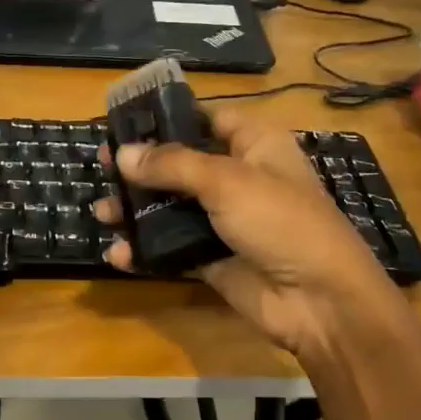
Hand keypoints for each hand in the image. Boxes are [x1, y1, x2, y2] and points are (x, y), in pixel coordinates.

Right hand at [93, 108, 403, 359]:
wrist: (319, 300)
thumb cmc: (281, 221)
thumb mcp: (228, 181)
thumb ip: (172, 165)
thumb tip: (123, 154)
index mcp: (254, 145)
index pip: (206, 119)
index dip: (168, 119)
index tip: (126, 123)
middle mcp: (238, 178)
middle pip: (180, 165)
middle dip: (141, 169)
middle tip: (102, 168)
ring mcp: (224, 221)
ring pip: (171, 208)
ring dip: (136, 211)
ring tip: (101, 213)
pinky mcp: (213, 258)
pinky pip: (172, 249)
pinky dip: (146, 251)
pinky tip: (118, 253)